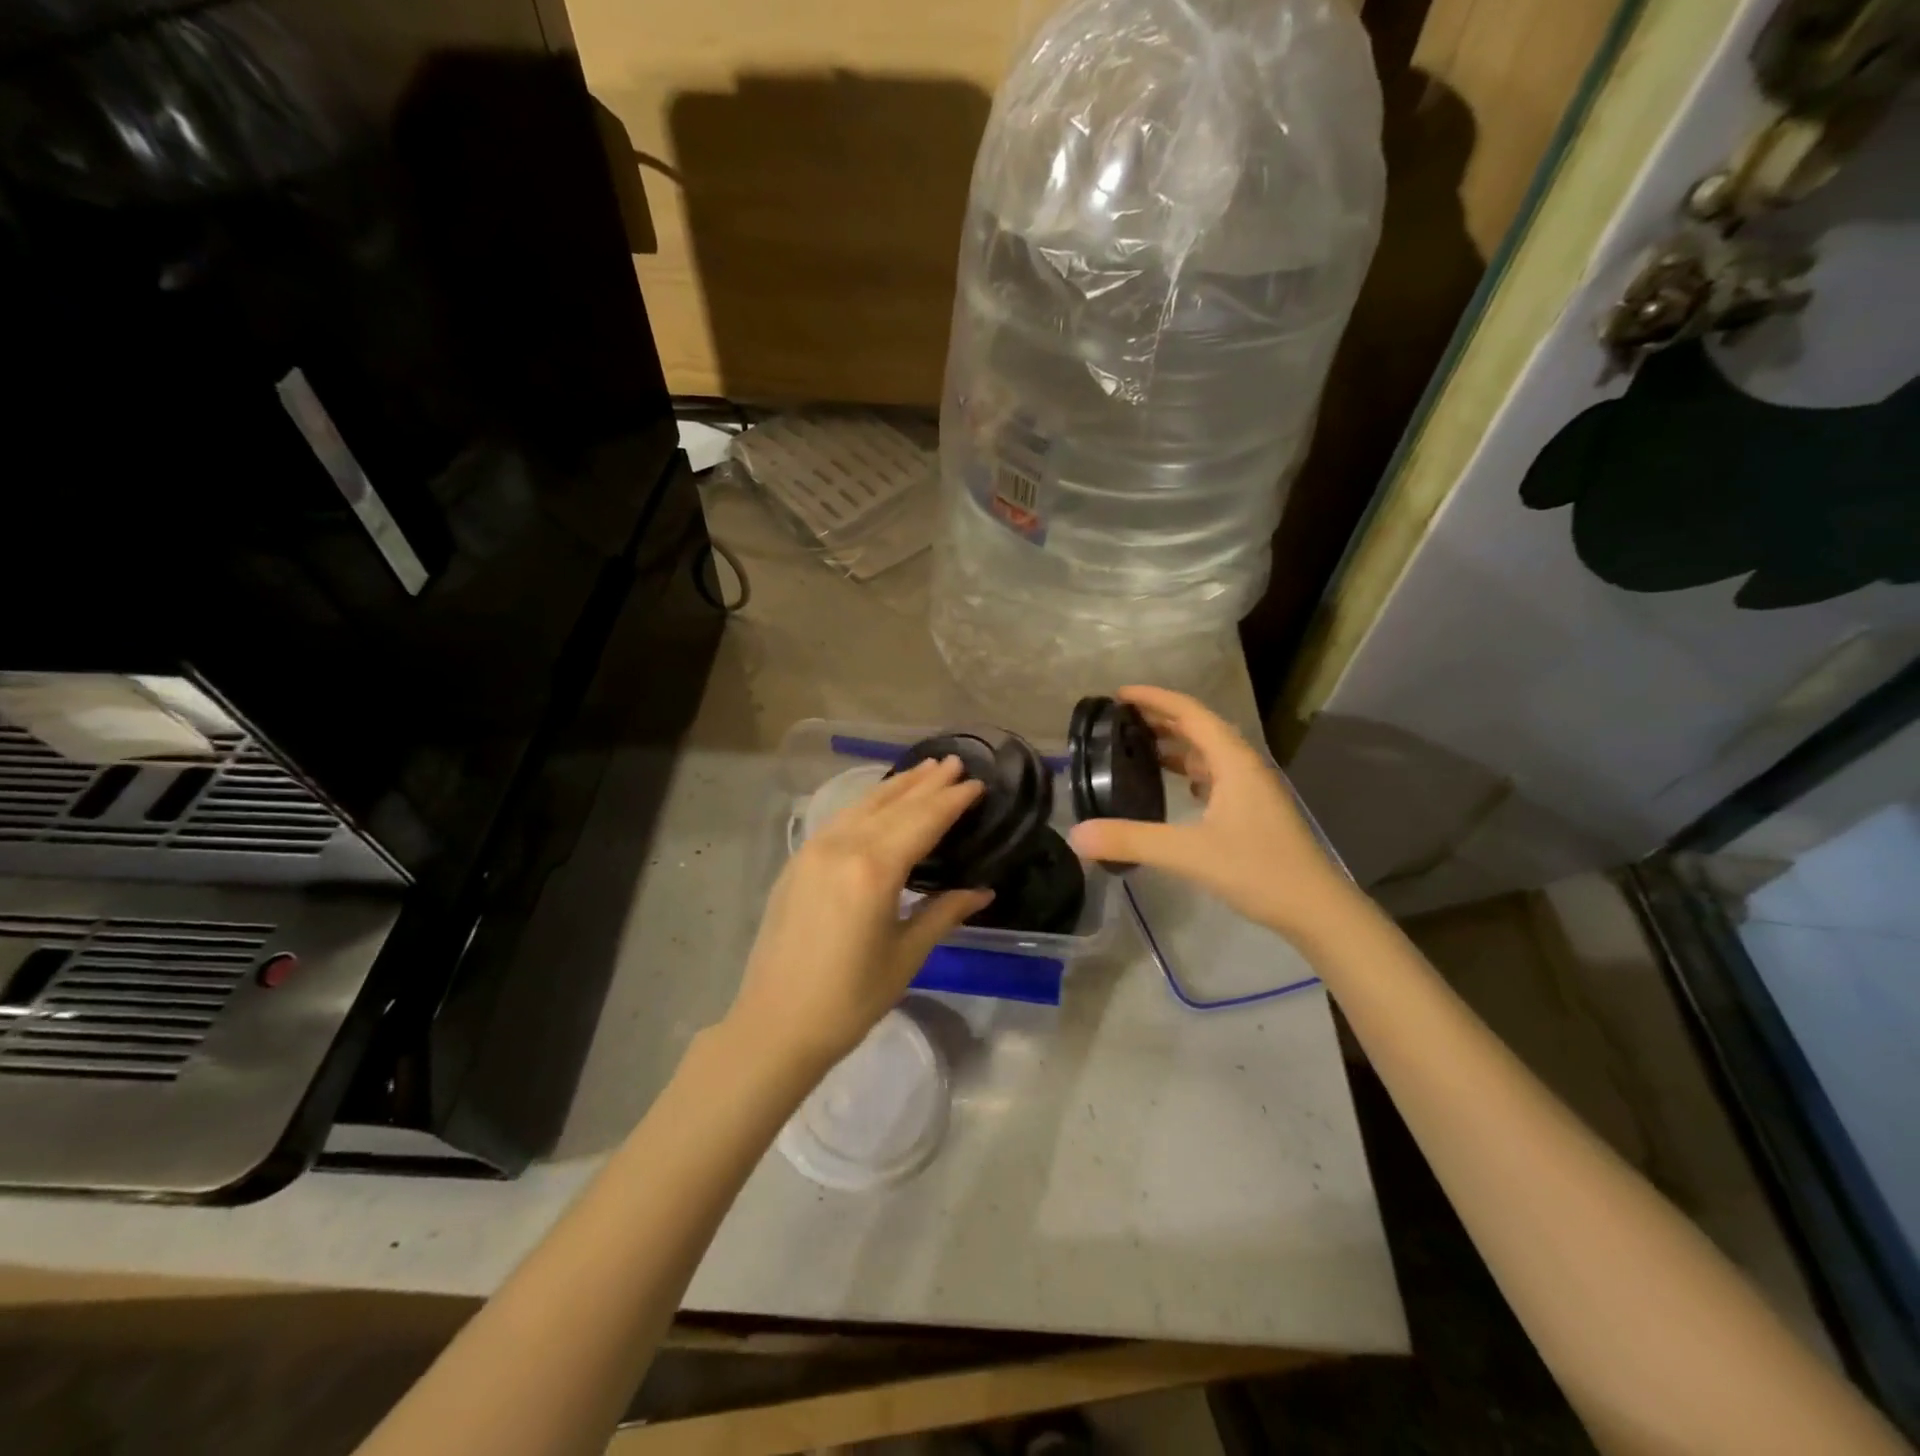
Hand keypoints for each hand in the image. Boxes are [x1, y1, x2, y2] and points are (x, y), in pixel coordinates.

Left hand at [723, 756, 990, 1073]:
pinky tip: (879, 802)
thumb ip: (943, 913)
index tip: (977, 784)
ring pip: (863, 805)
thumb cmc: (850, 999)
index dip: (952, 801)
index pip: (922, 821)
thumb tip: (982, 891)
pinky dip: (867, 804)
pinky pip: (840, 819)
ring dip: (897, 786)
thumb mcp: (906, 956)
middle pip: (893, 805)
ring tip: (924, 770)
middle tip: (955, 762)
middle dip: (927, 783)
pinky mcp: (797, 862)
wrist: (776, 1024)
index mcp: (874, 870)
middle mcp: (842, 847)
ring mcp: (813, 851)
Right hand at [1068, 686, 1355, 940]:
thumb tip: (1076, 835)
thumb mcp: (1189, 853)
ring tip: (1138, 746)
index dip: (1154, 699)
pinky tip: (1176, 786)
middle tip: (1119, 719)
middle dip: (1160, 718)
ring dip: (1175, 744)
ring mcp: (1252, 788)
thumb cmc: (1259, 870)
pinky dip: (1189, 770)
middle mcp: (1244, 766)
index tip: (1118, 694)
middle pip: (1199, 727)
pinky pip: (1215, 775)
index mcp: (1233, 761)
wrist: (1316, 909)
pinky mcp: (1253, 810)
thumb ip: (1132, 840)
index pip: (1190, 713)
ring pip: (1208, 752)